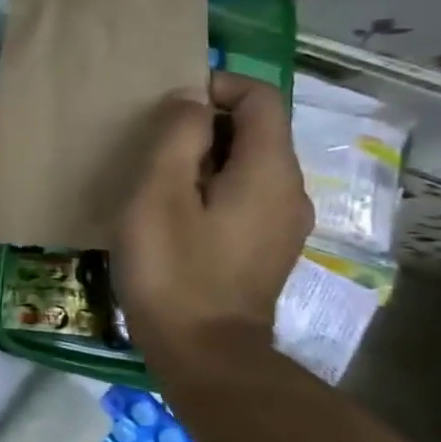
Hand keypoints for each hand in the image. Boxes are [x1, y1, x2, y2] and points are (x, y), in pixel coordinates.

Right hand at [112, 74, 311, 368]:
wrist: (204, 356)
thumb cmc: (174, 269)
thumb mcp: (159, 193)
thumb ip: (177, 136)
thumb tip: (191, 100)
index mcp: (269, 171)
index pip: (260, 97)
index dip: (217, 85)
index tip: (169, 105)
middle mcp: (289, 191)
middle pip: (255, 130)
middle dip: (205, 123)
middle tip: (151, 143)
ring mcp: (282, 224)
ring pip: (247, 164)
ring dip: (204, 157)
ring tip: (156, 177)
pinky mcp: (266, 249)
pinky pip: (244, 195)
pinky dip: (212, 186)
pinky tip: (174, 213)